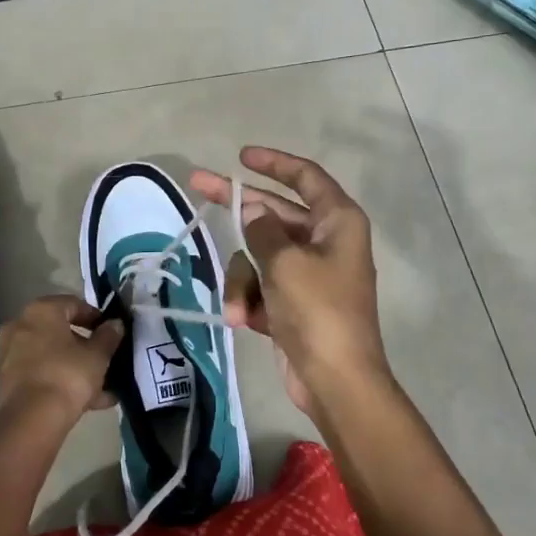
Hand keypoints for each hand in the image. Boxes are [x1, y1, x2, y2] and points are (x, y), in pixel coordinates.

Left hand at [0, 295, 123, 433]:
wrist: (32, 421)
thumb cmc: (68, 376)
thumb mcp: (98, 355)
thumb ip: (108, 336)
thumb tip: (115, 324)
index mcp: (41, 311)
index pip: (73, 304)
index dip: (95, 317)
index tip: (111, 332)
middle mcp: (20, 326)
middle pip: (59, 332)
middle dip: (85, 347)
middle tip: (105, 360)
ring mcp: (9, 354)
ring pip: (50, 356)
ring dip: (75, 368)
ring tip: (101, 389)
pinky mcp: (6, 380)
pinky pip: (40, 374)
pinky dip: (60, 382)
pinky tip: (86, 402)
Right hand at [190, 147, 391, 417]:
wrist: (335, 380)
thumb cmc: (318, 311)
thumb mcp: (285, 263)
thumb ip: (262, 230)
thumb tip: (254, 211)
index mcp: (337, 222)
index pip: (306, 177)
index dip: (274, 162)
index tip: (242, 156)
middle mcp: (325, 241)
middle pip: (274, 213)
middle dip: (239, 208)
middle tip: (197, 184)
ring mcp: (308, 273)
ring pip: (259, 255)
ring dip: (243, 279)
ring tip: (242, 307)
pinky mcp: (293, 302)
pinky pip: (261, 285)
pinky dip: (250, 300)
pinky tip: (246, 320)